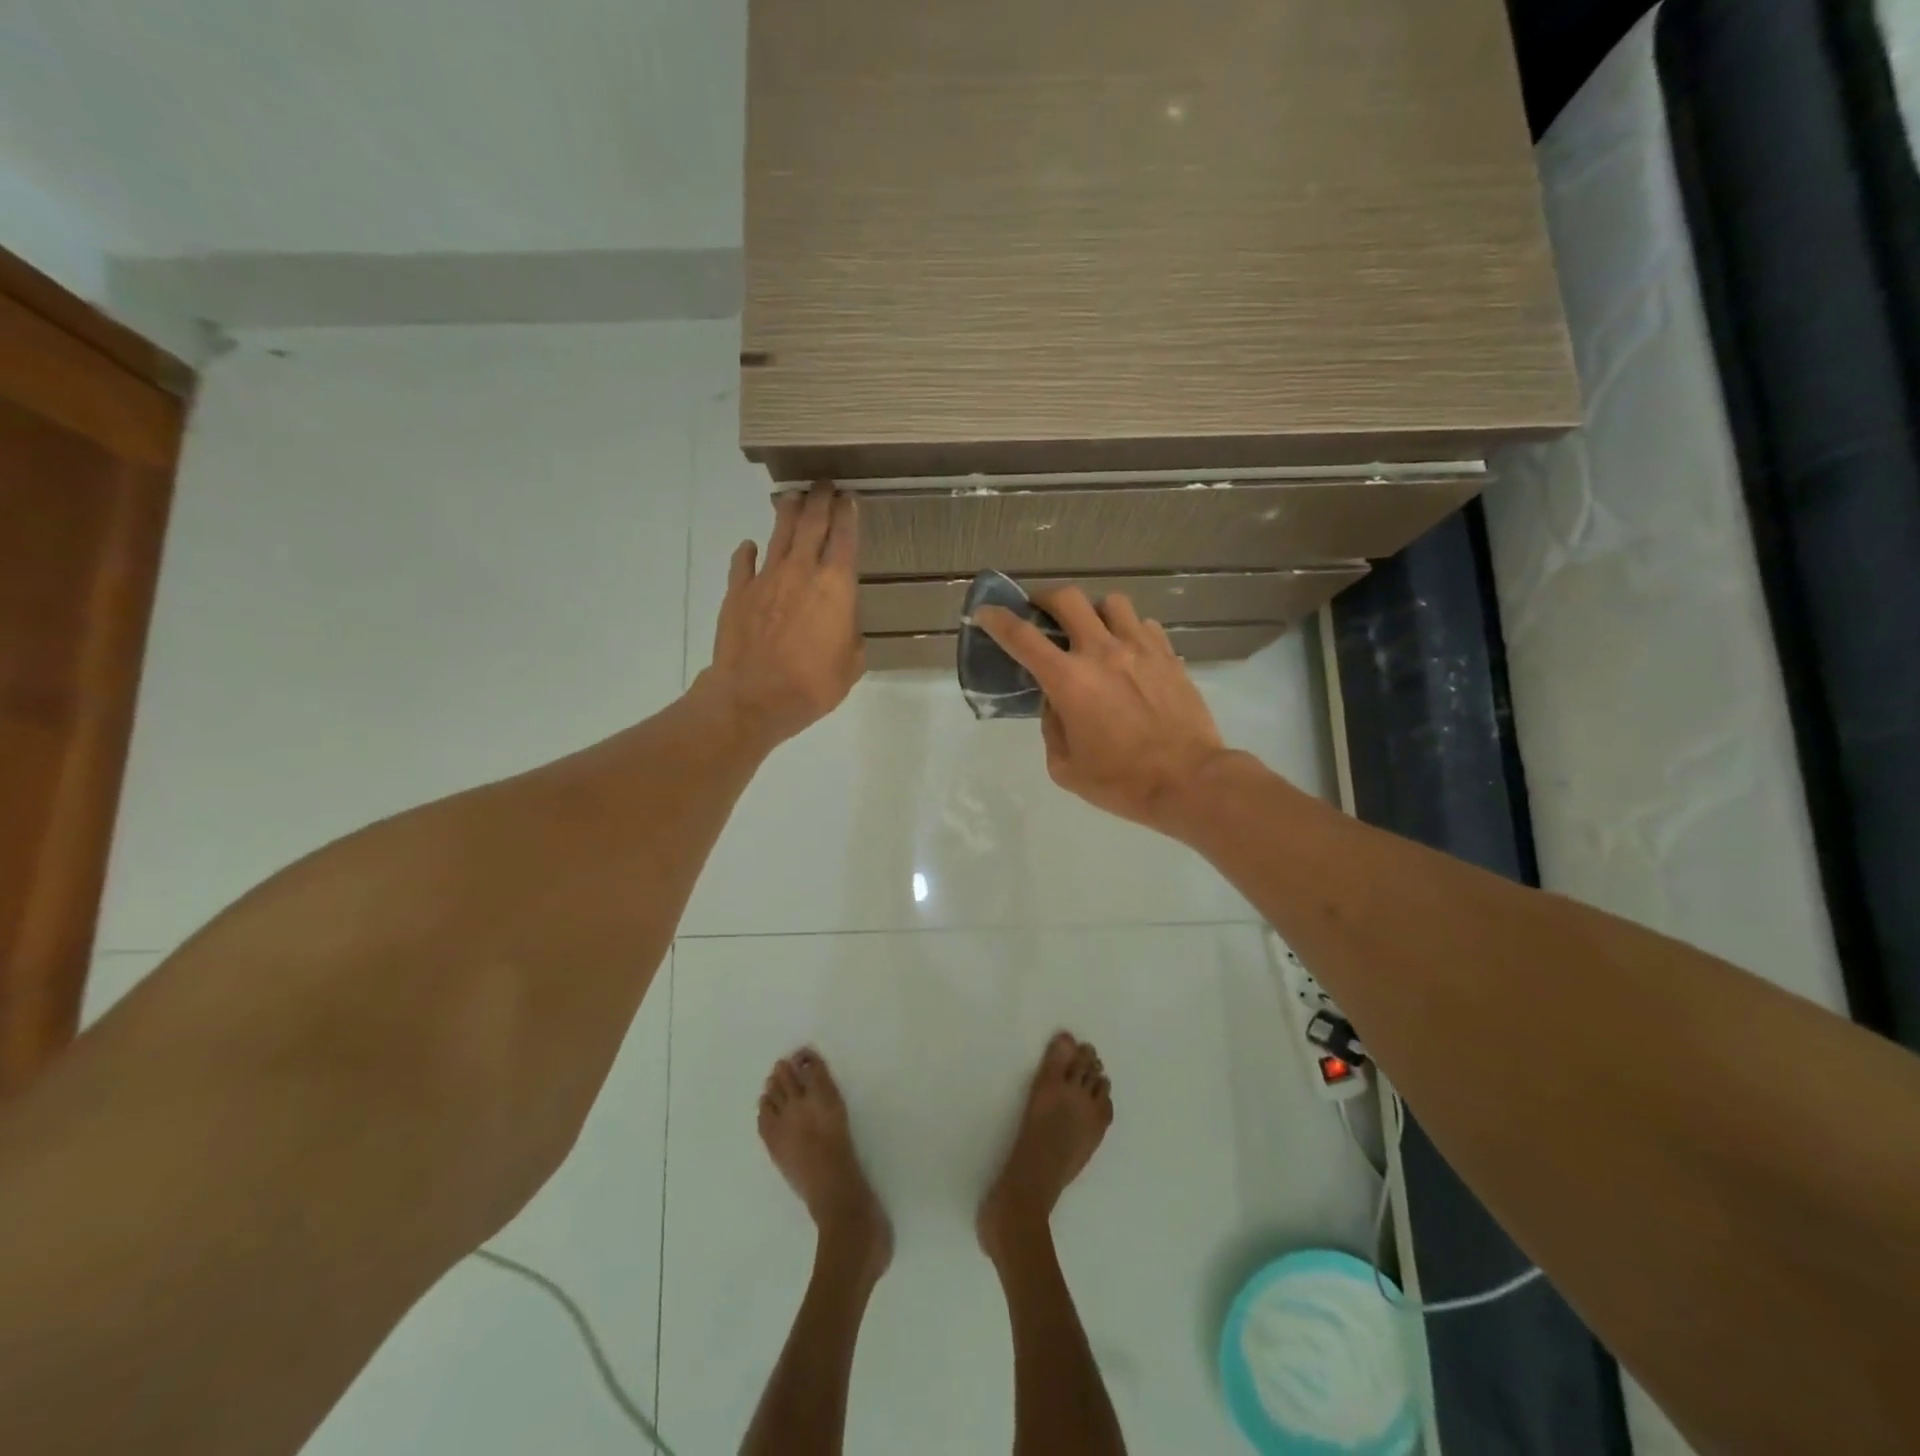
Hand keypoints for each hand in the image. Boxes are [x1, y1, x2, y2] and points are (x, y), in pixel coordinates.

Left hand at [698, 481, 863, 750]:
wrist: (754, 696)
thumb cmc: (813, 684)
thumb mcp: (851, 664)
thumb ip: (851, 635)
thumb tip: (843, 624)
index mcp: (836, 586)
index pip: (845, 538)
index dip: (849, 515)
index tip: (849, 499)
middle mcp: (802, 571)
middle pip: (812, 523)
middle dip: (820, 500)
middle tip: (824, 484)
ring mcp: (766, 578)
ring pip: (779, 534)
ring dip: (787, 513)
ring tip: (792, 499)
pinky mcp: (738, 592)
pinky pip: (744, 563)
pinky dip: (748, 552)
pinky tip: (750, 546)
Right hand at [975, 588, 1233, 831]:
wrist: (1189, 781)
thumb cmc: (1121, 781)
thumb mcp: (1065, 766)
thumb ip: (1052, 726)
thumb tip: (1056, 701)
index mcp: (1069, 680)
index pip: (1022, 637)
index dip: (997, 619)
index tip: (986, 612)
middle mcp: (1102, 652)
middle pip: (1067, 599)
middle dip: (1045, 599)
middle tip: (1041, 613)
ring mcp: (1140, 648)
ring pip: (1111, 602)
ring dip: (1093, 612)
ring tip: (1092, 631)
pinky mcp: (1168, 655)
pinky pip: (1143, 624)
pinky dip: (1128, 630)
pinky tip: (1128, 652)